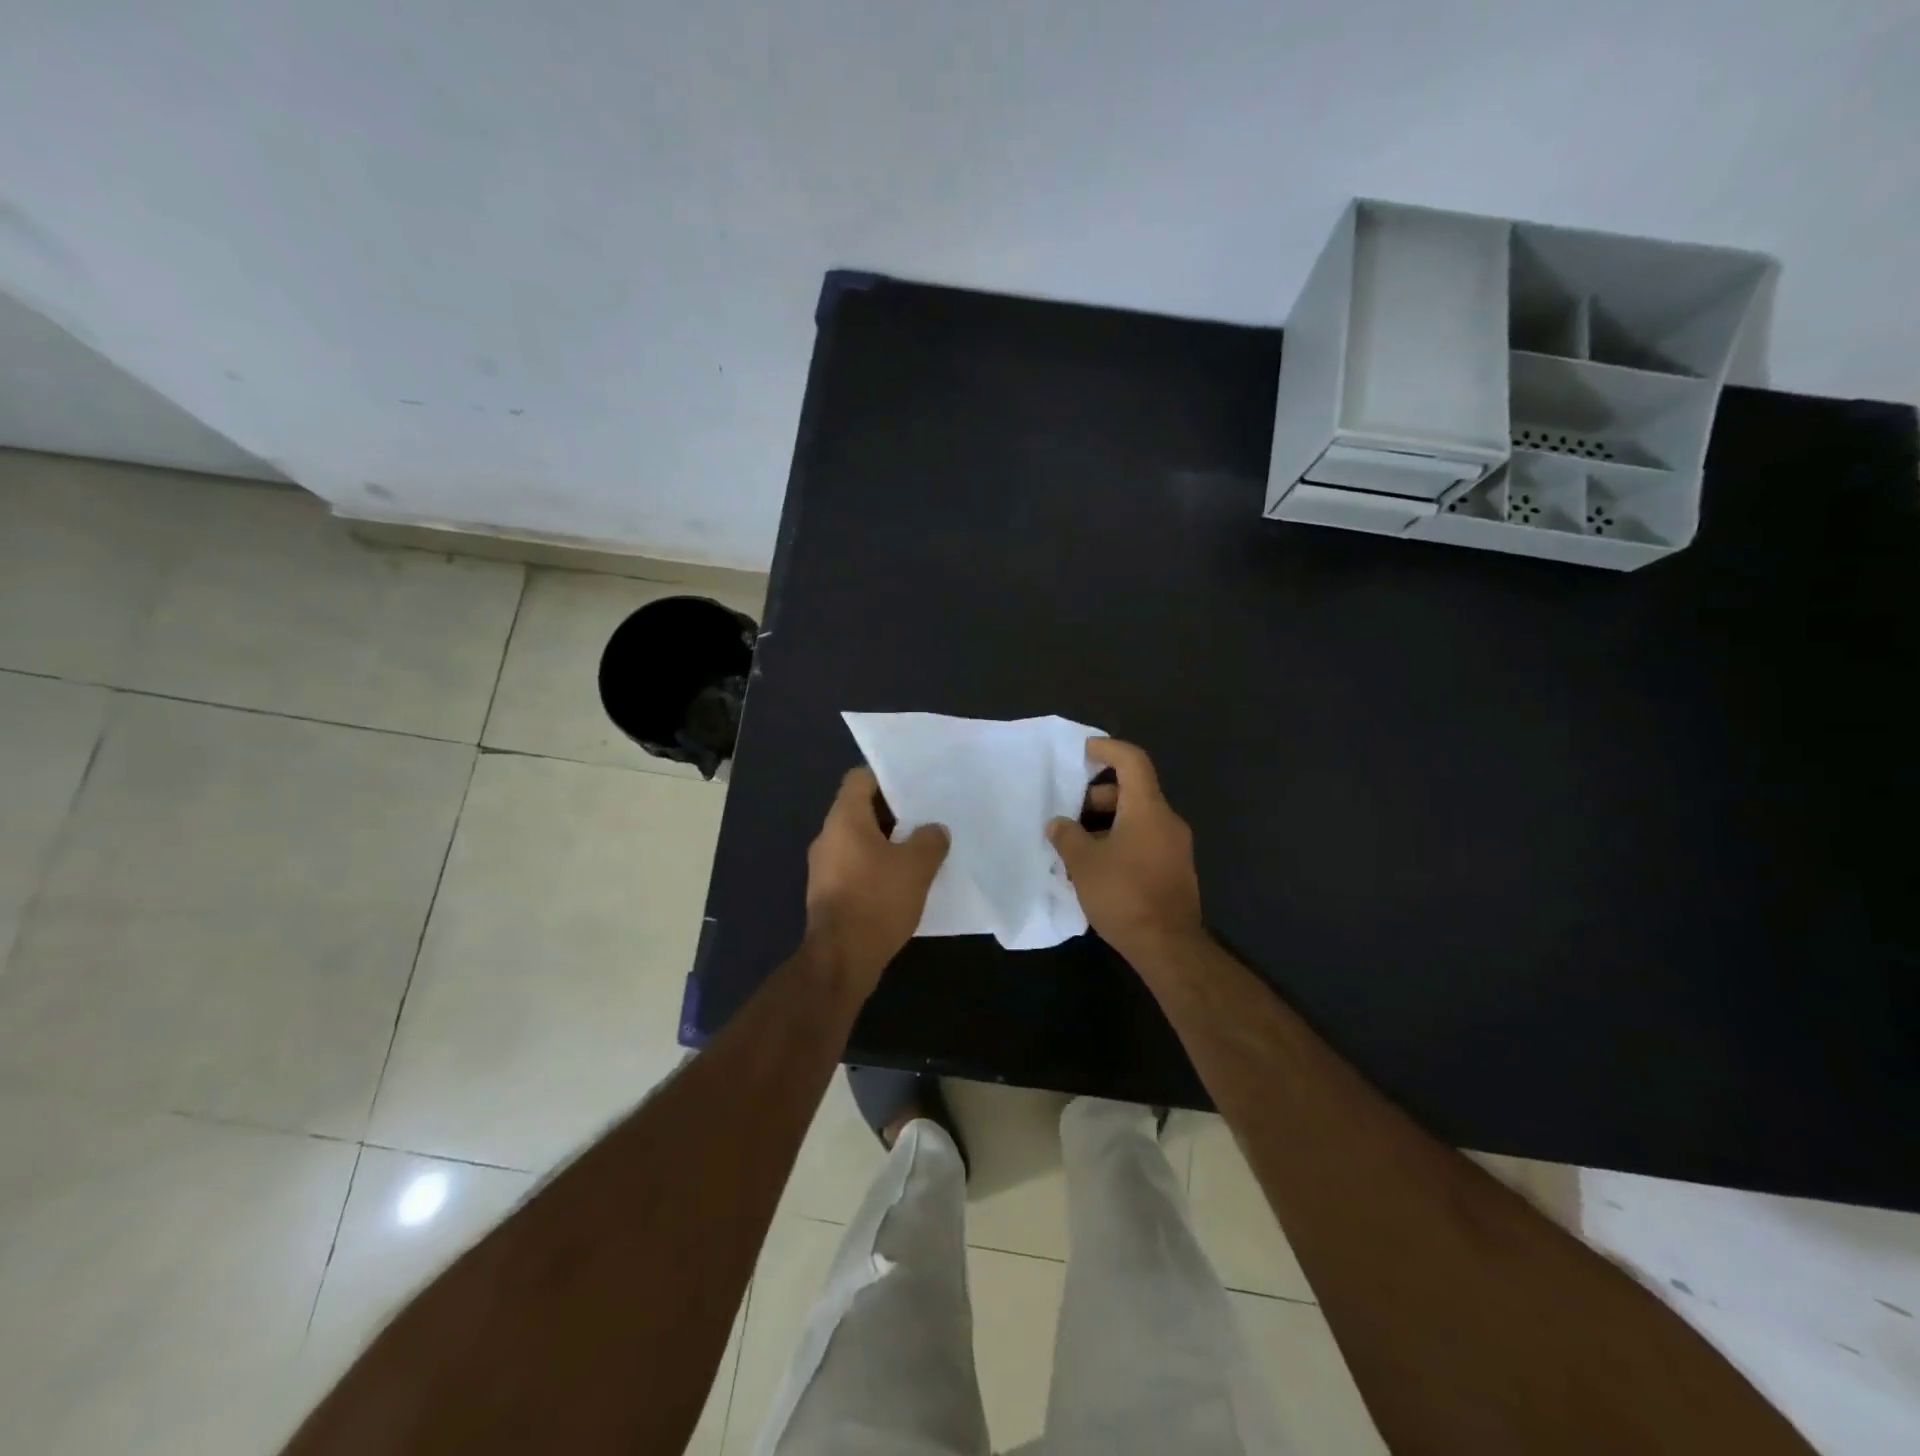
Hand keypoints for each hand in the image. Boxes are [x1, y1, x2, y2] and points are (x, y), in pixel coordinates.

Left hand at [804, 767, 949, 994]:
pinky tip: (903, 881)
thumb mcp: (916, 866)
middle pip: (860, 810)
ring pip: (859, 841)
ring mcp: (824, 867)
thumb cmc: (877, 900)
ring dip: (887, 843)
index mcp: (844, 819)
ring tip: (920, 849)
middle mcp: (828, 837)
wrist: (841, 959)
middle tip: (926, 817)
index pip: (860, 779)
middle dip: (893, 813)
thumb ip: (930, 840)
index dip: (886, 777)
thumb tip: (934, 830)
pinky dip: (877, 867)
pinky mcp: (829, 893)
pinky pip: (855, 867)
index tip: (914, 785)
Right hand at [1048, 739, 1203, 961]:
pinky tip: (1095, 868)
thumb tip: (1057, 823)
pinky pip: (1144, 841)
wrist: (1168, 946)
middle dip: (1096, 798)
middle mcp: (1166, 821)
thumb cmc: (1124, 895)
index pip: (1132, 761)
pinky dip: (1119, 842)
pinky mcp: (1174, 870)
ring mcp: (1174, 847)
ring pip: (1136, 819)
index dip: (1107, 749)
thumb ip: (1067, 836)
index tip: (1082, 752)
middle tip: (1067, 815)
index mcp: (1147, 809)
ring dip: (1105, 825)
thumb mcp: (1084, 863)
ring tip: (1074, 847)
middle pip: (1132, 792)